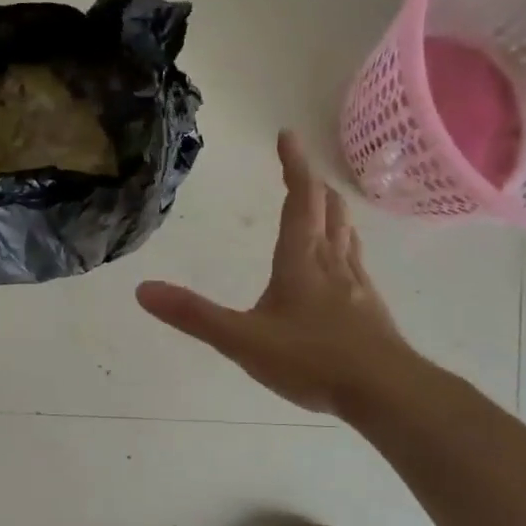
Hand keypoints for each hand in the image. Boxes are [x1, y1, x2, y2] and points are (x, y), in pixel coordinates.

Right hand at [136, 131, 423, 417]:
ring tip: (322, 205)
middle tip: (300, 170)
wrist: (383, 391)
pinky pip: (355, 262)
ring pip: (346, 233)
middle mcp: (331, 263)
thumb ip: (194, 315)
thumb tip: (143, 289)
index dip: (294, 165)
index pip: (300, 199)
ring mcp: (356, 284)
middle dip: (313, 185)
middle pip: (328, 209)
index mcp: (300, 261)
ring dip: (332, 211)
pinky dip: (344, 246)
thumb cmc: (311, 360)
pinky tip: (342, 266)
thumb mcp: (241, 340)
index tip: (287, 135)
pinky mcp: (369, 307)